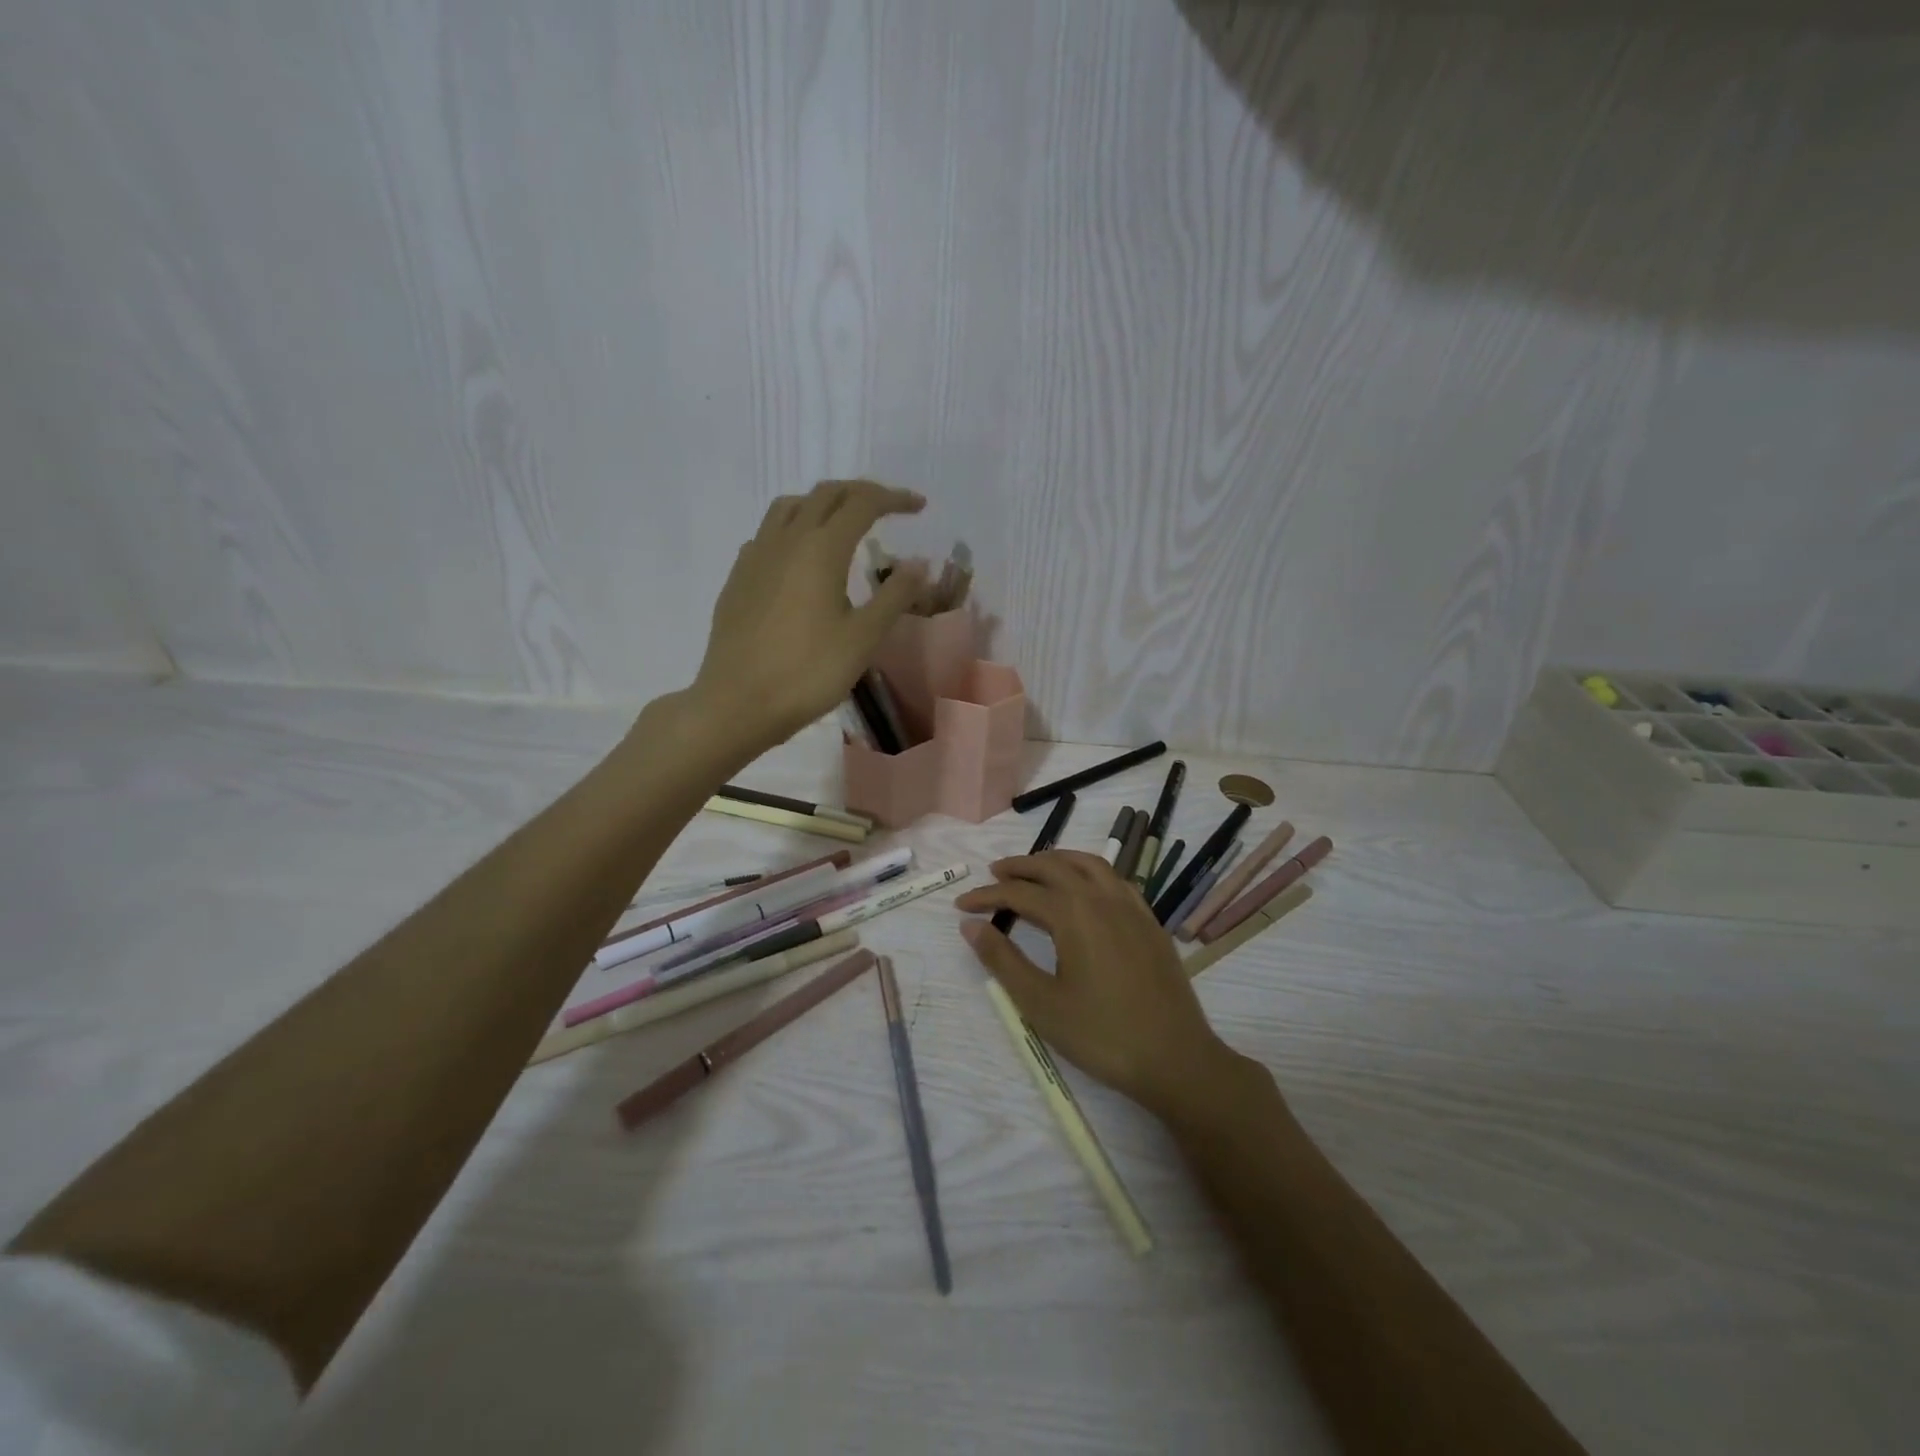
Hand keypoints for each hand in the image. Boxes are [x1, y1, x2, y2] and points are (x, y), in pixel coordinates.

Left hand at [690, 480, 927, 749]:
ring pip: (790, 507)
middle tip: (888, 508)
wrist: (737, 702)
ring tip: (843, 523)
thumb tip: (919, 563)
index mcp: (821, 548)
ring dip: (822, 504)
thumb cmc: (808, 672)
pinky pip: (768, 534)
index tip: (918, 506)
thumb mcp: (863, 638)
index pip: (862, 503)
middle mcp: (786, 540)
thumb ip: (894, 595)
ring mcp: (756, 556)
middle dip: (861, 493)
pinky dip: (794, 529)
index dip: (893, 498)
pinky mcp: (738, 577)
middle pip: (825, 495)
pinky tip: (801, 558)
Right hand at [956, 850, 1250, 1124]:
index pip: (1019, 893)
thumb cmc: (1101, 1034)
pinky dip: (1089, 872)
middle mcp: (1102, 898)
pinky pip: (1115, 880)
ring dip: (1057, 861)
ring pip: (1089, 864)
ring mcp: (1132, 907)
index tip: (961, 905)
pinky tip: (1085, 890)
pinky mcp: (1150, 922)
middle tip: (994, 874)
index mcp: (1073, 913)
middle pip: (1054, 867)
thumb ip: (1002, 959)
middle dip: (1020, 867)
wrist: (1175, 1058)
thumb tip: (970, 925)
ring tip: (1035, 869)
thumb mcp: (1041, 1003)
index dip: (987, 896)